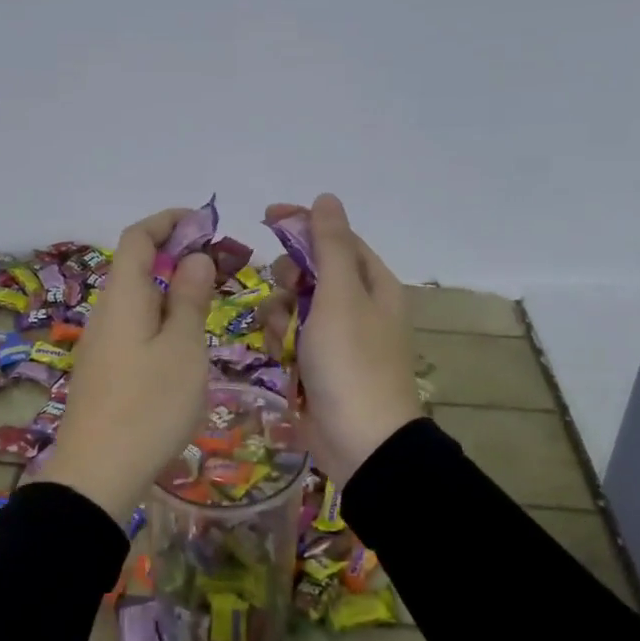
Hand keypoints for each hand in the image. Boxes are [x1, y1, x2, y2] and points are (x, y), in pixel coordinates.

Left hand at [47, 208, 216, 519]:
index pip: (138, 237)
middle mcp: (106, 311)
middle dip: (177, 256)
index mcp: (123, 296)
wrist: (98, 473)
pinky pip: (134, 326)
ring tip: (208, 305)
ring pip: (138, 299)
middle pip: (137, 266)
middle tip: (220, 269)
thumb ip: (190, 298)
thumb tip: (194, 258)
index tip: (204, 224)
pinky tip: (183, 345)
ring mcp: (101, 342)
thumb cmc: (150, 405)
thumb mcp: (184, 347)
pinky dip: (161, 318)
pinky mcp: (104, 370)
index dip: (168, 221)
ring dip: (171, 290)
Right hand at [263, 194, 419, 485]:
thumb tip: (327, 198)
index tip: (267, 217)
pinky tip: (283, 359)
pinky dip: (281, 342)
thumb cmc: (352, 361)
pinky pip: (289, 337)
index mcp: (372, 283)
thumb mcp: (340, 295)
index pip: (335, 238)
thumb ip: (329, 245)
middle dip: (290, 278)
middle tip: (288, 292)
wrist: (361, 442)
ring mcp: (336, 337)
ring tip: (285, 338)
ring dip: (281, 315)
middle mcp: (356, 305)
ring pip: (292, 305)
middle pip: (310, 271)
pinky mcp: (316, 365)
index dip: (303, 224)